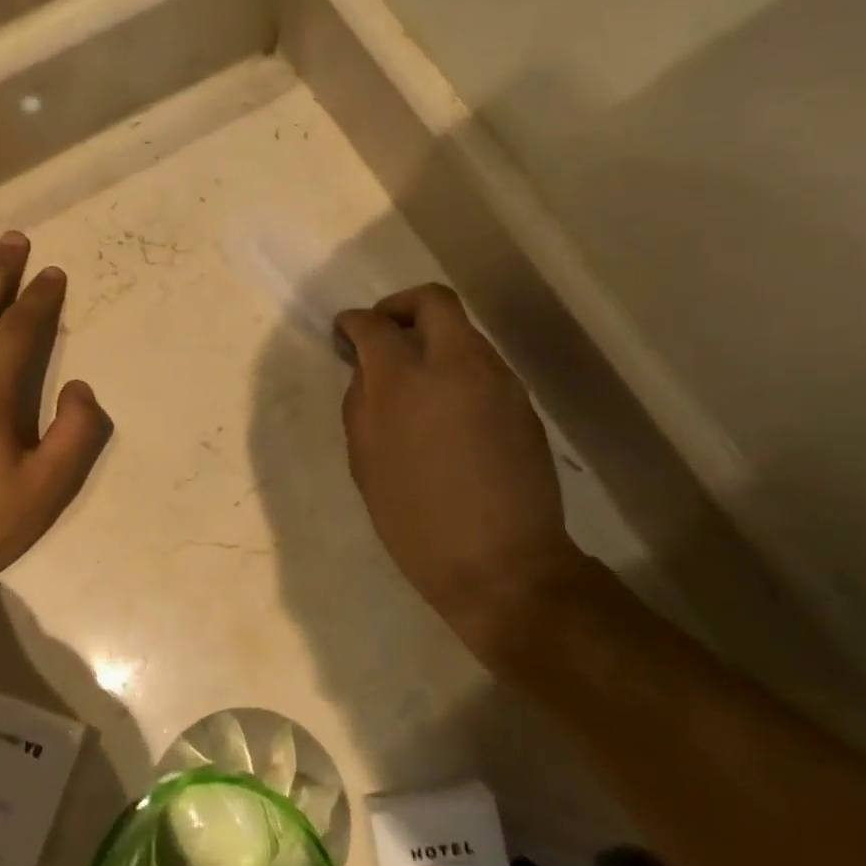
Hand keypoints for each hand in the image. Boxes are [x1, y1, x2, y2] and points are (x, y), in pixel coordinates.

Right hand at [335, 285, 585, 645]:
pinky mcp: (521, 401)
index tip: (345, 332)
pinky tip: (446, 409)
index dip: (353, 322)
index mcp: (405, 382)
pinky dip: (456, 368)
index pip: (375, 325)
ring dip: (432, 339)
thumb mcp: (366, 462)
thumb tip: (367, 369)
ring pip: (462, 331)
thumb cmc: (415, 521)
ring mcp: (497, 380)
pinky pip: (482, 364)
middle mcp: (456, 365)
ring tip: (414, 380)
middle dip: (399, 307)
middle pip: (432, 301)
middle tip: (382, 334)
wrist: (501, 564)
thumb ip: (361, 402)